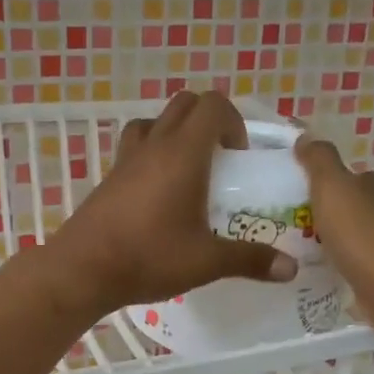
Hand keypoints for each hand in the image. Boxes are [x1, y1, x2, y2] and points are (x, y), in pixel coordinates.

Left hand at [49, 91, 295, 316]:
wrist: (82, 270)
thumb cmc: (148, 257)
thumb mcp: (206, 261)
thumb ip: (250, 259)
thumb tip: (292, 268)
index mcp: (183, 153)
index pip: (213, 105)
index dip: (234, 121)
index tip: (238, 157)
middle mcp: (154, 145)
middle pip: (184, 104)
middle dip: (208, 120)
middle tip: (220, 159)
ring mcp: (126, 159)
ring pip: (155, 121)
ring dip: (176, 132)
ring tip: (188, 170)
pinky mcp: (109, 177)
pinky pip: (134, 146)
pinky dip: (152, 153)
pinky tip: (158, 193)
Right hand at [295, 136, 373, 329]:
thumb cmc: (364, 237)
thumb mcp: (333, 188)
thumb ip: (319, 160)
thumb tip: (307, 135)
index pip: (353, 177)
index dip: (326, 185)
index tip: (300, 200)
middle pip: (359, 207)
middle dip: (333, 216)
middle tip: (299, 230)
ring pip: (364, 237)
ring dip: (342, 243)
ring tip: (311, 255)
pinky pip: (368, 265)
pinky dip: (352, 267)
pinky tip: (336, 276)